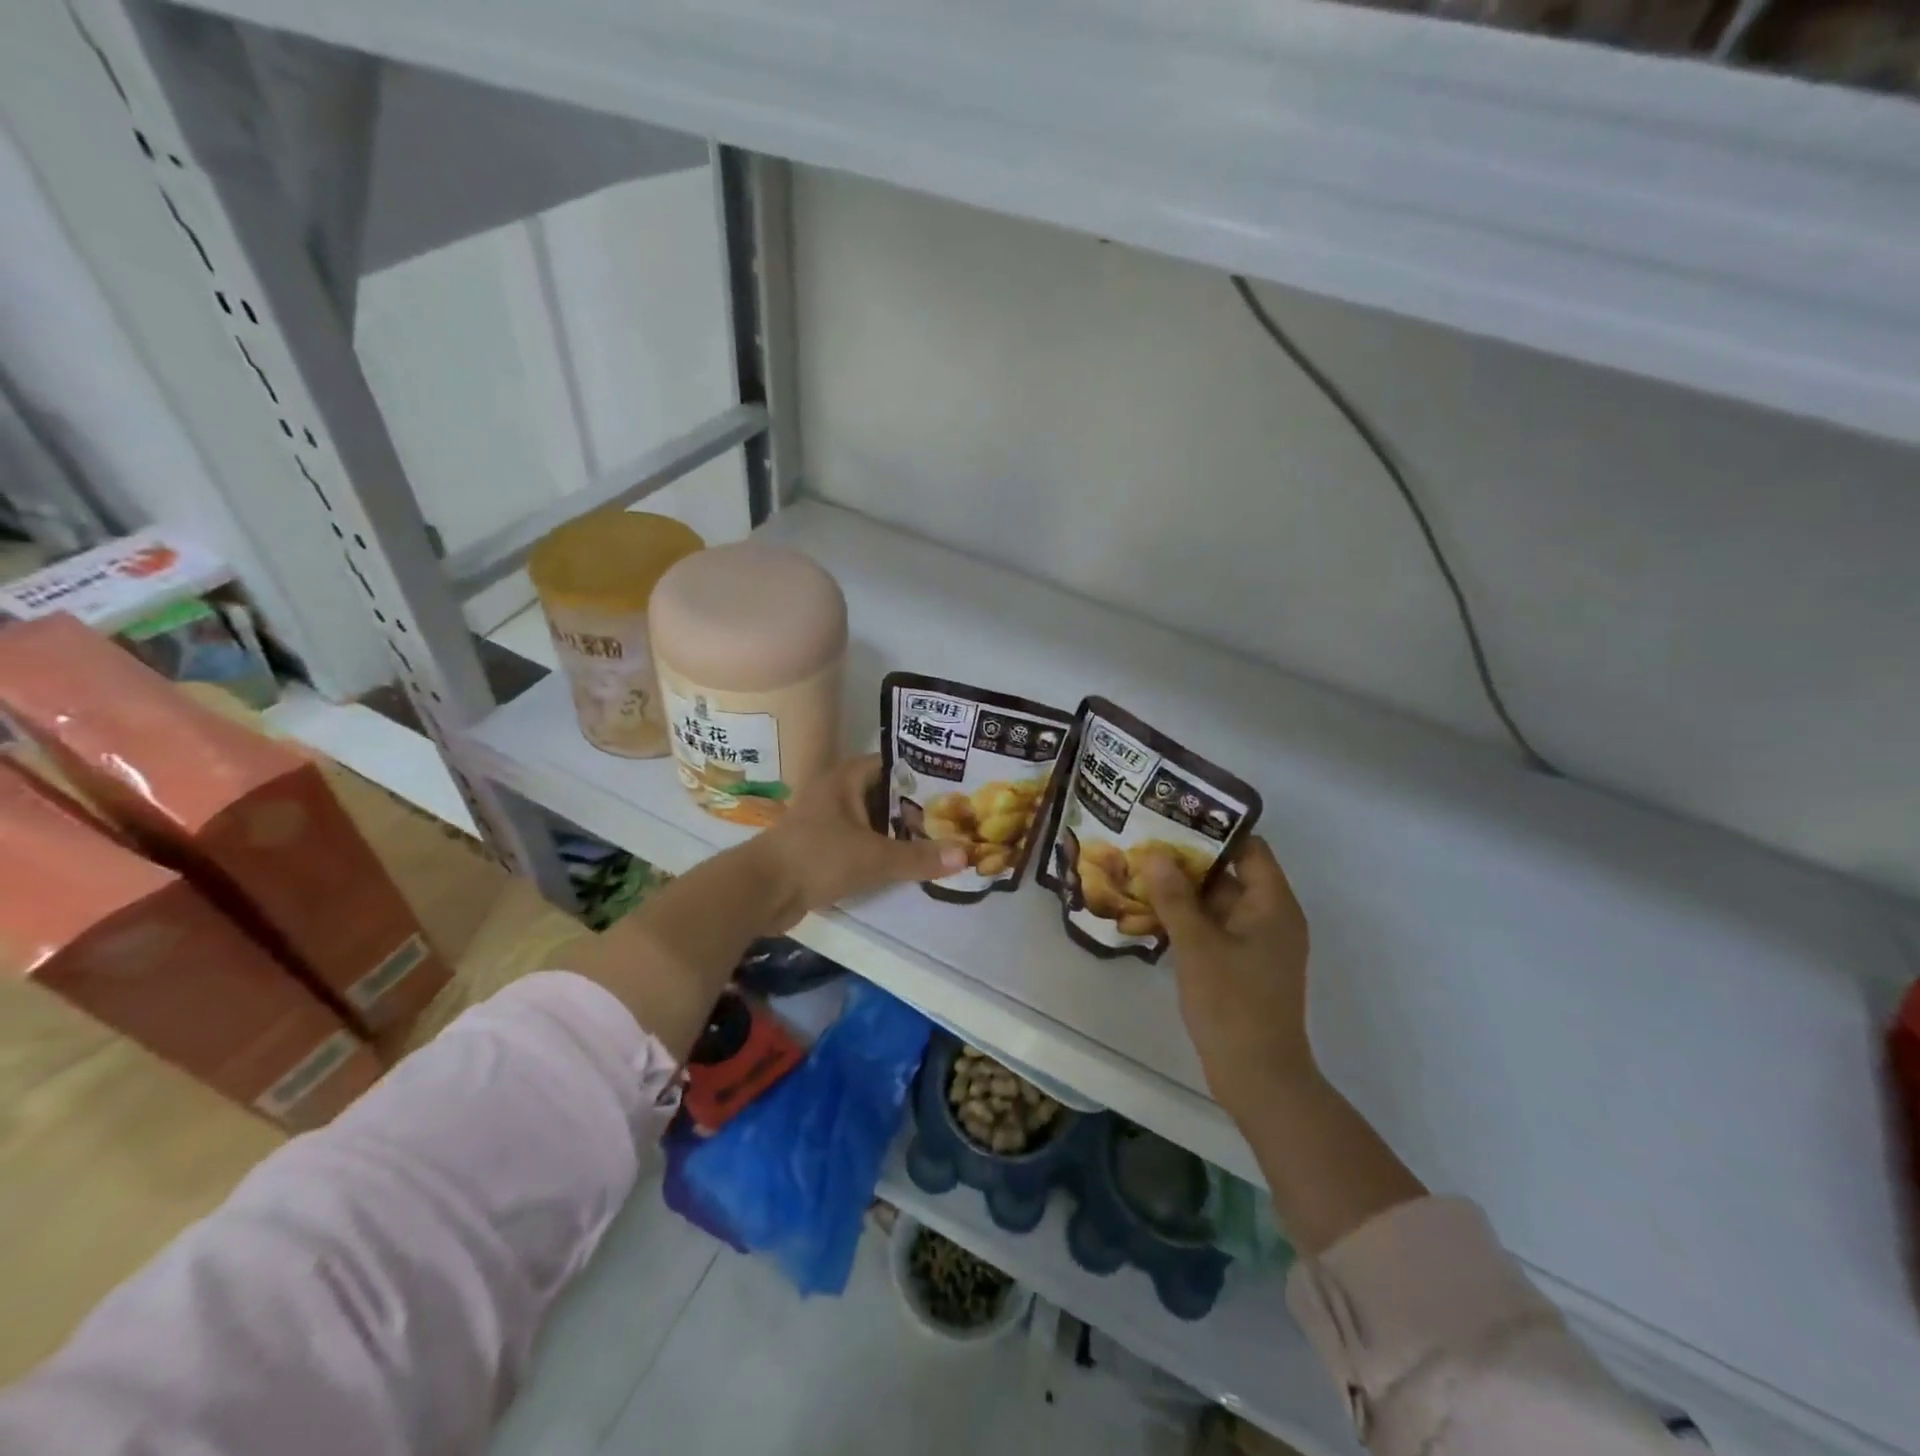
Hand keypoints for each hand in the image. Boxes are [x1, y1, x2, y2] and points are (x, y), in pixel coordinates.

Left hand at [753, 754, 965, 929]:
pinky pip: (857, 842)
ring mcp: (824, 820)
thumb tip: (966, 854)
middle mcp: (834, 792)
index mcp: (845, 778)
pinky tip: (902, 862)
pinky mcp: (818, 847)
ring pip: (870, 820)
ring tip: (935, 839)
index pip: (891, 763)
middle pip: (883, 793)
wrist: (761, 891)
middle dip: (914, 806)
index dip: (922, 772)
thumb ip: (920, 856)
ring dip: (896, 831)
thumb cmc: (819, 858)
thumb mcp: (876, 857)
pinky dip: (878, 849)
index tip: (953, 785)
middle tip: (953, 817)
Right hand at [1141, 836, 1317, 1119]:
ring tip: (1141, 872)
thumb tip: (1155, 854)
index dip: (1214, 830)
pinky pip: (1215, 928)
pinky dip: (1189, 919)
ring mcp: (1257, 944)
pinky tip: (1152, 914)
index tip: (1174, 818)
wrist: (1258, 1077)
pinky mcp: (1243, 966)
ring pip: (1219, 903)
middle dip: (1189, 860)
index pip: (1249, 848)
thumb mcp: (1198, 946)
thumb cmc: (1233, 1004)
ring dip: (1184, 891)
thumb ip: (1175, 897)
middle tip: (1146, 843)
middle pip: (1231, 873)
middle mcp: (1271, 918)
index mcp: (1273, 905)